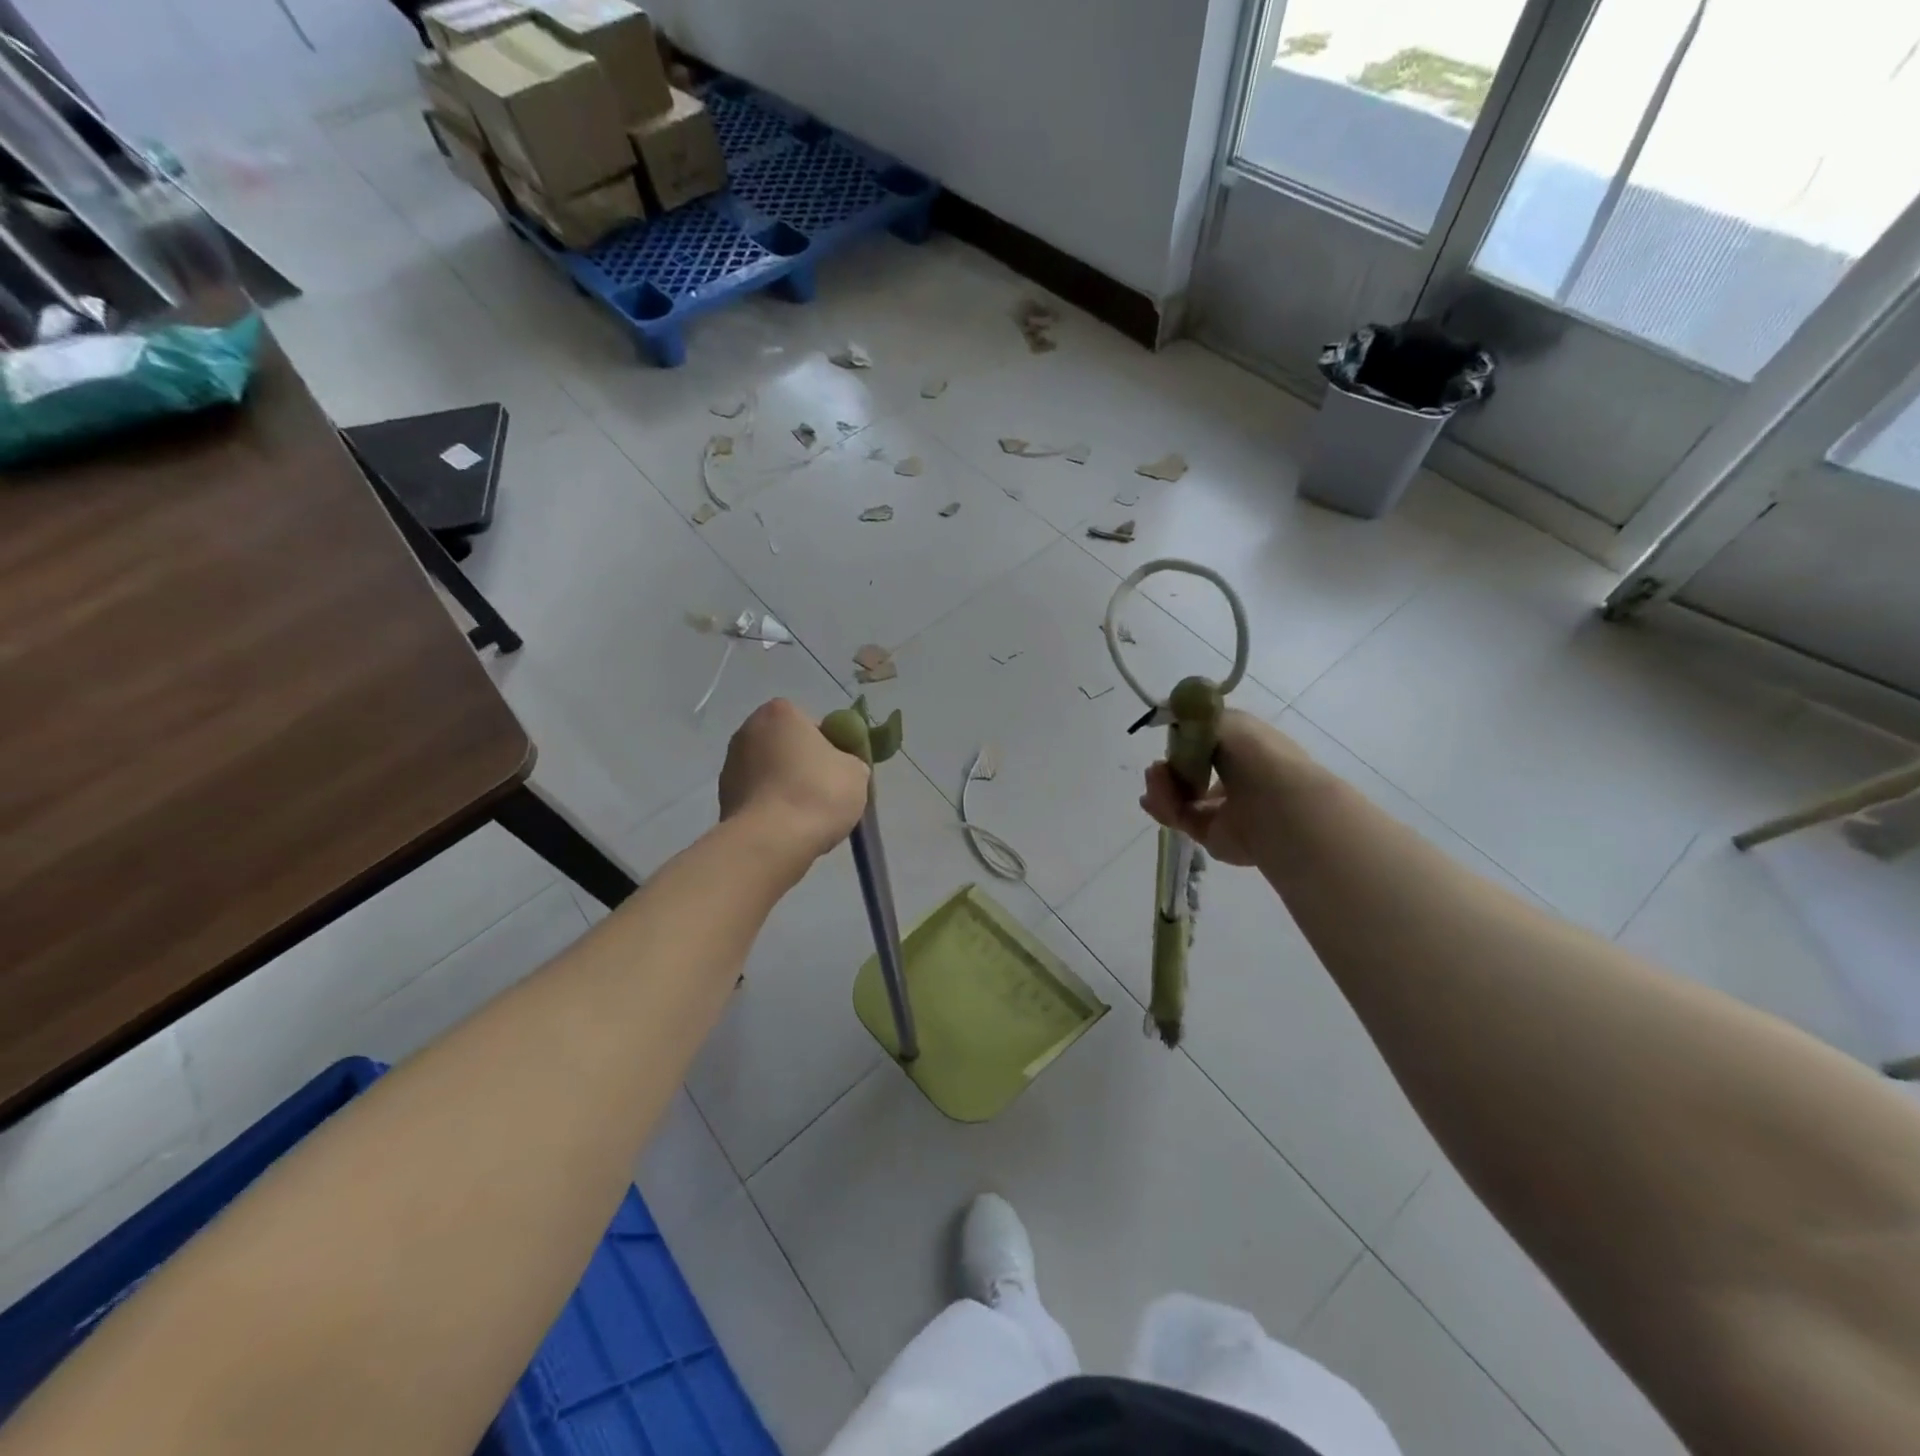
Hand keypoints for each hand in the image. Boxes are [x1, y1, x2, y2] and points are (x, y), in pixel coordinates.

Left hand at [719, 699, 870, 861]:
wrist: (772, 841)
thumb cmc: (818, 793)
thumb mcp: (856, 772)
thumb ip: (850, 760)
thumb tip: (841, 767)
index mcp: (780, 712)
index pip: (814, 725)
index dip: (831, 749)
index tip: (839, 773)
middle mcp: (748, 729)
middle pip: (787, 746)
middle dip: (804, 766)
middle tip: (825, 793)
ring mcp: (730, 764)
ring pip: (770, 772)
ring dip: (785, 787)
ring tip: (805, 817)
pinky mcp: (722, 797)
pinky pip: (757, 797)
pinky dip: (771, 807)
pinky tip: (786, 828)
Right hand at [1139, 710, 1303, 866]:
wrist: (1276, 807)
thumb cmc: (1258, 757)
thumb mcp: (1225, 721)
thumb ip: (1195, 720)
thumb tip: (1175, 722)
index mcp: (1247, 751)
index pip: (1209, 744)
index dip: (1186, 739)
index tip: (1172, 735)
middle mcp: (1237, 779)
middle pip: (1190, 771)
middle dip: (1169, 765)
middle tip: (1158, 763)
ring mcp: (1224, 810)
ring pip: (1181, 795)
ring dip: (1162, 784)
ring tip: (1155, 776)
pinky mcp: (1211, 835)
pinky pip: (1180, 818)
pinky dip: (1164, 806)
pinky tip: (1153, 796)